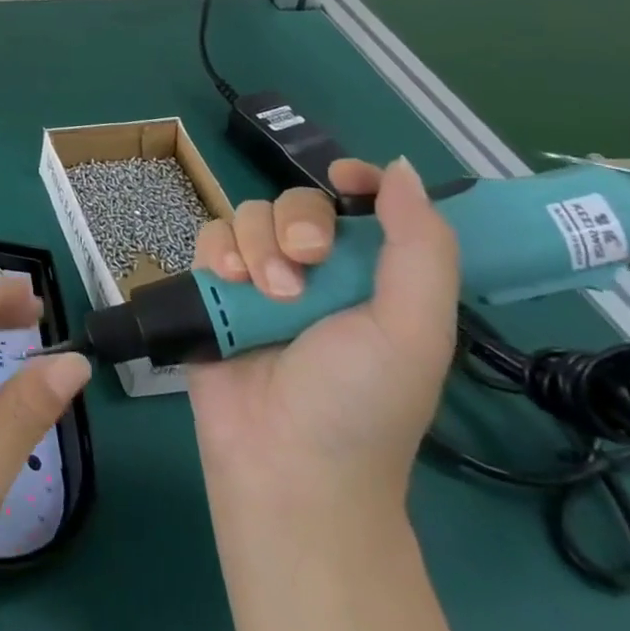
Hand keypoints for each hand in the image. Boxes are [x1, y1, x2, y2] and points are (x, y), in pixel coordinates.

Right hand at [187, 158, 459, 513]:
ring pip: (248, 215)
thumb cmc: (362, 402)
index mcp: (371, 277)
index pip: (362, 205)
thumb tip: (398, 167)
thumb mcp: (414, 330)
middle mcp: (315, 270)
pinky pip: (208, 236)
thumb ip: (420, 247)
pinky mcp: (213, 289)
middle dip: (297, 224)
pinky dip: (217, 251)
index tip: (344, 178)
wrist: (285, 463)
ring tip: (264, 294)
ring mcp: (259, 278)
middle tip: (305, 265)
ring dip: (256, 245)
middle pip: (296, 201)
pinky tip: (227, 282)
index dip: (355, 180)